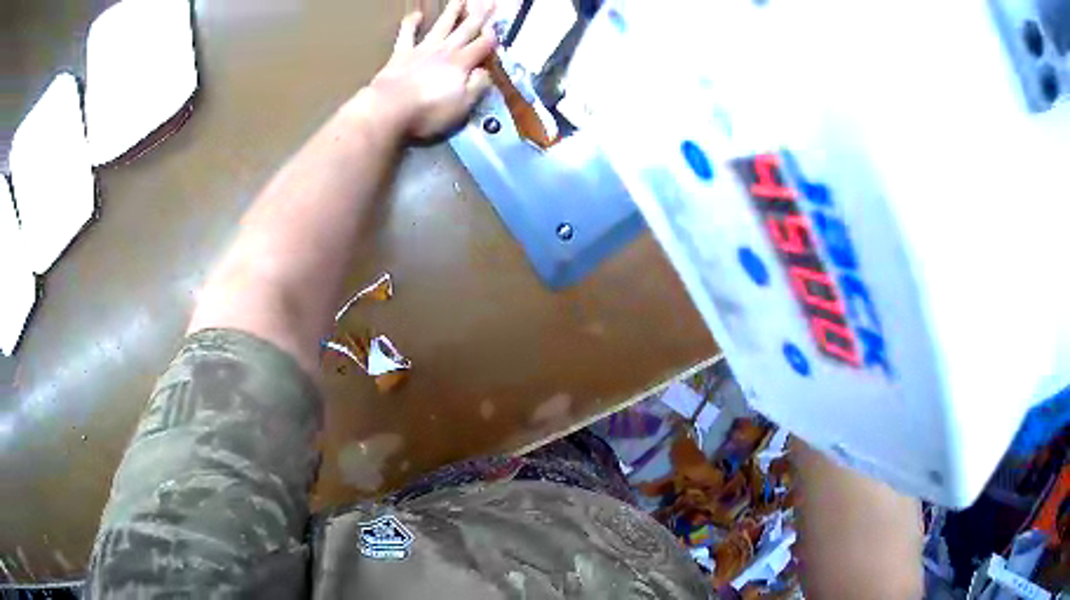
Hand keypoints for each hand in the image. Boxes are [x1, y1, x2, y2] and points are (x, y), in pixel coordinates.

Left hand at [364, 0, 497, 138]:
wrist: (390, 109)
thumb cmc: (429, 111)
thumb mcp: (463, 106)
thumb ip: (478, 86)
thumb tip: (485, 71)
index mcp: (462, 63)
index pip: (482, 46)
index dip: (492, 37)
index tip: (498, 27)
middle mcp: (445, 51)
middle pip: (466, 30)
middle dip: (479, 16)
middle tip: (489, 1)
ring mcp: (422, 50)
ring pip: (441, 26)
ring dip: (452, 12)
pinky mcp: (401, 54)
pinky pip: (407, 34)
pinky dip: (411, 23)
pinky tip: (416, 14)